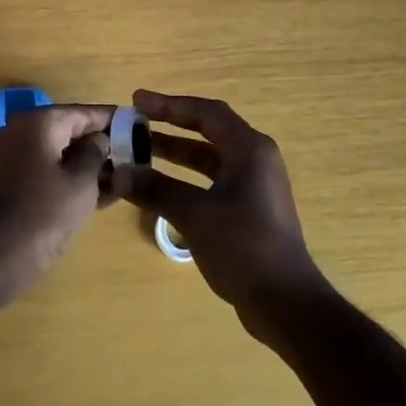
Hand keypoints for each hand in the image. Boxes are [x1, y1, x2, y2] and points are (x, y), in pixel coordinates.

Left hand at [0, 103, 115, 295]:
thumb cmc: (44, 214)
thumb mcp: (81, 183)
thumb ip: (95, 153)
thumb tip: (99, 140)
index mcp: (38, 123)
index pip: (82, 112)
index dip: (111, 118)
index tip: (137, 123)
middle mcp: (20, 132)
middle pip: (69, 130)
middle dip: (100, 143)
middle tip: (133, 153)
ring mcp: (12, 158)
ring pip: (58, 153)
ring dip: (87, 164)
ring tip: (122, 176)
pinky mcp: (10, 182)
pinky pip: (46, 171)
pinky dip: (69, 178)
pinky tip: (100, 194)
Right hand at [111, 90, 327, 341]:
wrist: (286, 304)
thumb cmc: (244, 248)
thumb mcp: (195, 215)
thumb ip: (156, 189)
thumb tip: (119, 172)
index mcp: (250, 149)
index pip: (206, 112)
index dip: (170, 104)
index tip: (137, 101)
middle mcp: (255, 159)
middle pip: (209, 130)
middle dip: (172, 125)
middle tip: (136, 121)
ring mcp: (255, 185)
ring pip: (210, 157)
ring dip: (177, 152)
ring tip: (141, 151)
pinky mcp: (250, 208)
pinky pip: (213, 179)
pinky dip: (187, 177)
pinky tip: (163, 187)